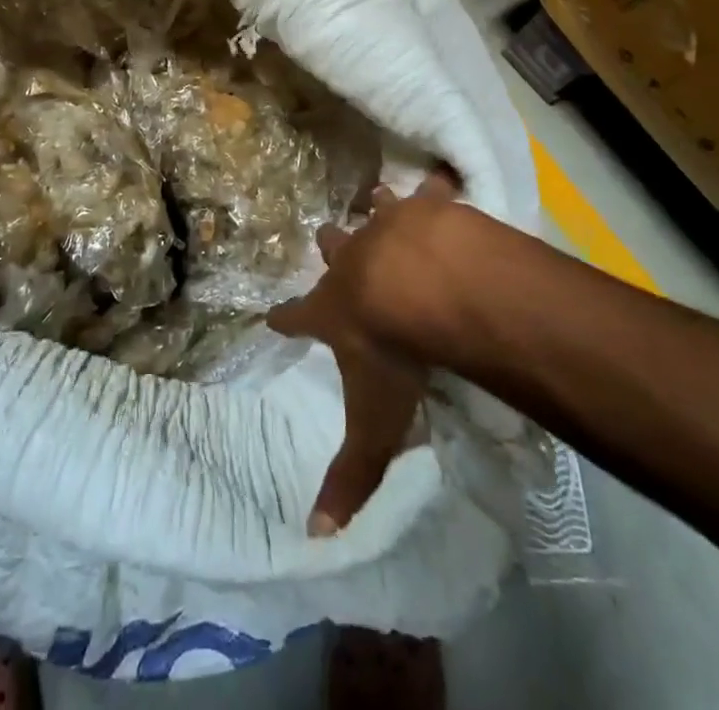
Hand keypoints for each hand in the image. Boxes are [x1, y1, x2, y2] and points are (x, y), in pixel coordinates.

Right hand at [269, 167, 503, 535]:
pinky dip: (437, 189)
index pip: (297, 317)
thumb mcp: (374, 421)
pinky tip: (444, 181)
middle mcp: (355, 261)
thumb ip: (352, 475)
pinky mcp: (427, 208)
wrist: (429, 284)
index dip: (284, 318)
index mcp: (334, 309)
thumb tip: (317, 537)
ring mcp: (389, 228)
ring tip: (379, 200)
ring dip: (378, 209)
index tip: (273, 316)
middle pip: (333, 247)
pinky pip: (432, 191)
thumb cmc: (394, 351)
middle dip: (331, 246)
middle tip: (330, 239)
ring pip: (375, 210)